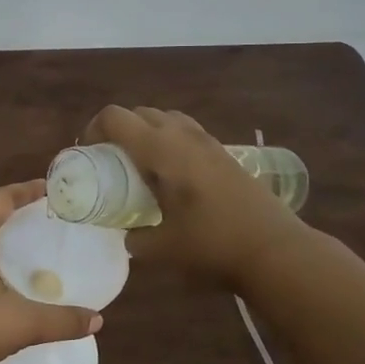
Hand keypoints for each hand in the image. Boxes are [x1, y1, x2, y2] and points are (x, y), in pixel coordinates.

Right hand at [85, 105, 305, 284]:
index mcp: (160, 150)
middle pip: (140, 113)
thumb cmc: (212, 245)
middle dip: (119, 130)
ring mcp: (208, 142)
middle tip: (111, 162)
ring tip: (141, 167)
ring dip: (146, 133)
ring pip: (166, 119)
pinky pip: (186, 133)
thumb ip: (135, 238)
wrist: (275, 250)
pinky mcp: (225, 154)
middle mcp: (182, 136)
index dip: (93, 129)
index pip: (115, 117)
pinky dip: (170, 143)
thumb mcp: (161, 249)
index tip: (89, 155)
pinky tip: (173, 177)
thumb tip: (127, 234)